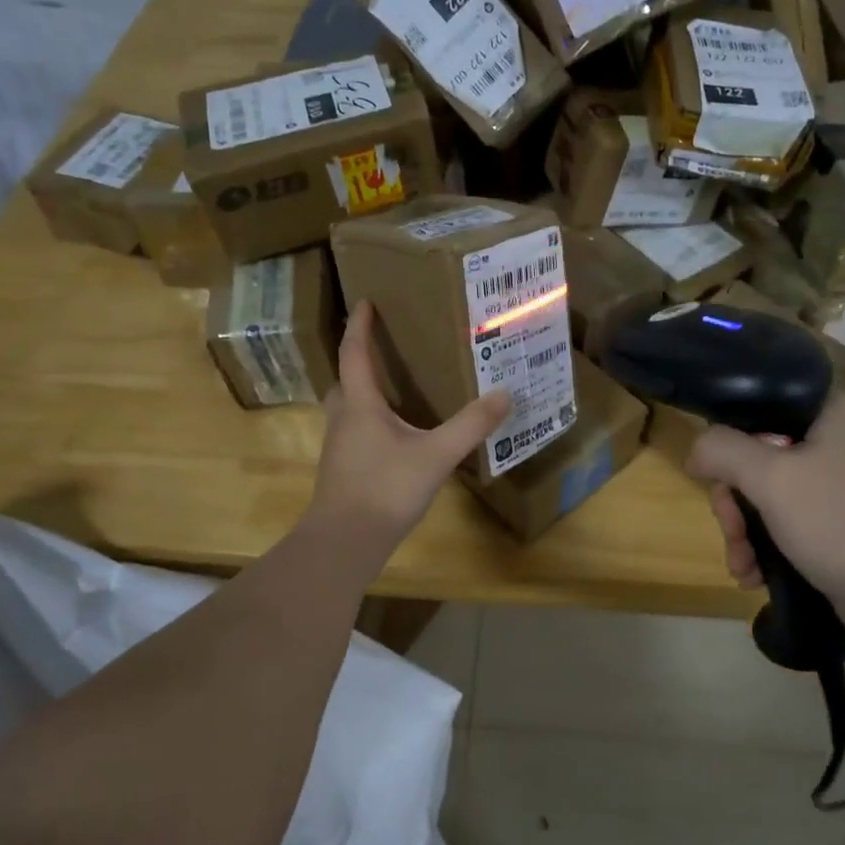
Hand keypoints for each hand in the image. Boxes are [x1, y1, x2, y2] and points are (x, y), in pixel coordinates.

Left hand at [308, 302, 510, 553]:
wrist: (344, 542)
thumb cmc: (385, 489)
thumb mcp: (436, 455)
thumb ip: (471, 426)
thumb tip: (504, 395)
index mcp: (360, 405)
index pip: (354, 354)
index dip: (359, 326)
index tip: (364, 301)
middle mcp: (344, 419)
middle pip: (345, 380)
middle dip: (359, 360)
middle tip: (383, 349)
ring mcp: (339, 447)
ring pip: (348, 408)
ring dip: (364, 392)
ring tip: (394, 390)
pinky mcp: (343, 470)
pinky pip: (354, 432)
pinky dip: (370, 421)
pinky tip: (395, 436)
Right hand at [685, 392, 844, 636]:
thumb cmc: (836, 521)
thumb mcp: (769, 478)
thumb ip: (722, 450)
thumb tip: (696, 450)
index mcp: (828, 411)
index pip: (757, 407)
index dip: (727, 441)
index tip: (714, 478)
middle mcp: (834, 438)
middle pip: (755, 456)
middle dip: (734, 502)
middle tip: (731, 530)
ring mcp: (838, 481)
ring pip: (766, 492)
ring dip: (743, 530)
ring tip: (742, 565)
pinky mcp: (837, 518)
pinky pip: (785, 518)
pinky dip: (765, 543)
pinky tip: (754, 573)